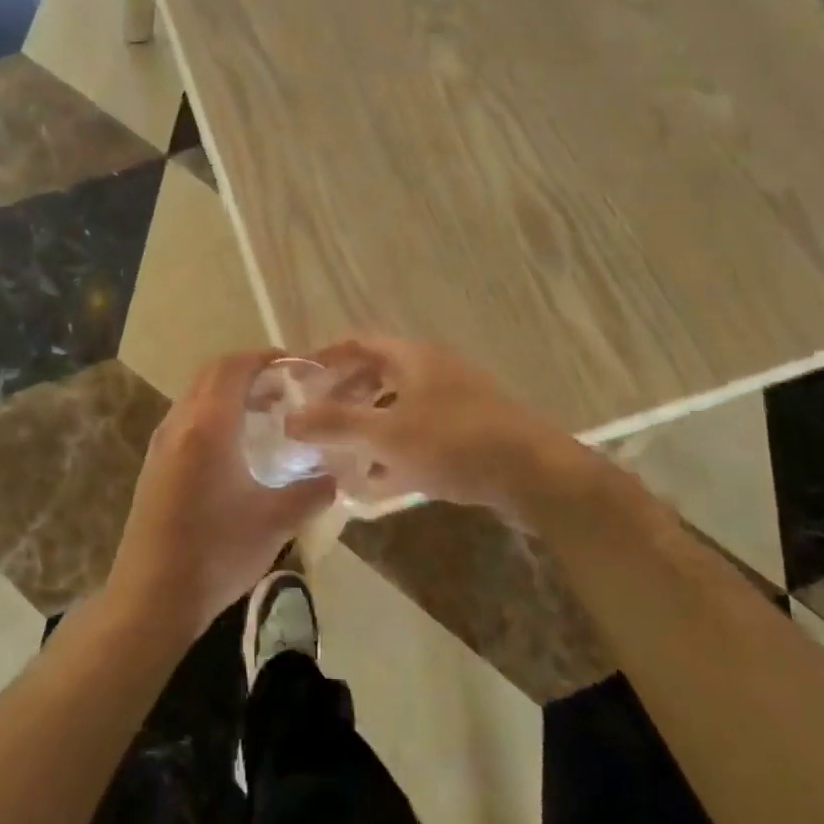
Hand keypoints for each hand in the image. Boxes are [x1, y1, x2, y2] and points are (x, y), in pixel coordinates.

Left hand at [107, 350, 335, 641]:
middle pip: (212, 374)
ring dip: (230, 393)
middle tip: (286, 388)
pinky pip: (187, 419)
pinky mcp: (155, 464)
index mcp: (208, 426)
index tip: (299, 367)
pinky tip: (237, 448)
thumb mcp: (274, 522)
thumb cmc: (215, 553)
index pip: (235, 367)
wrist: (151, 597)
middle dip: (249, 371)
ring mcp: (162, 443)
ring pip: (197, 395)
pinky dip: (214, 414)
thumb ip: (310, 492)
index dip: (266, 358)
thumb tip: (337, 477)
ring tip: (267, 415)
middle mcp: (180, 423)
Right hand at [287, 334, 593, 514]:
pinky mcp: (470, 430)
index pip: (358, 344)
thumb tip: (289, 419)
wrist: (534, 474)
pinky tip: (378, 480)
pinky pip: (420, 432)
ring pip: (398, 406)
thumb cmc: (453, 443)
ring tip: (340, 453)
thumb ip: (336, 425)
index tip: (298, 379)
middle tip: (315, 421)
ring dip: (368, 426)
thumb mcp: (386, 435)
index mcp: (412, 358)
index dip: (326, 357)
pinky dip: (395, 448)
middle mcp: (433, 369)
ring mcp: (455, 400)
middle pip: (377, 375)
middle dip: (344, 397)